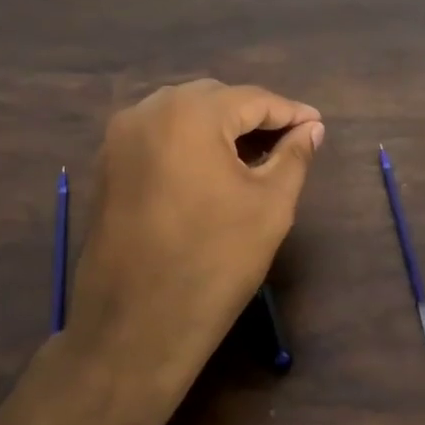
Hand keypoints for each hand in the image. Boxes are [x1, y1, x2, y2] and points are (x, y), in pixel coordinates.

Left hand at [66, 80, 323, 397]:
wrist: (135, 326)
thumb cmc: (214, 261)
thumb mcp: (270, 206)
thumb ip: (294, 157)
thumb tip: (311, 129)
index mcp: (189, 114)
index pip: (252, 99)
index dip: (290, 112)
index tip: (317, 125)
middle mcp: (147, 112)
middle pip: (213, 99)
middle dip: (253, 116)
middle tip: (288, 141)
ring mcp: (119, 139)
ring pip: (181, 114)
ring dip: (219, 127)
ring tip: (254, 155)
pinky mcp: (107, 166)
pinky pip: (157, 136)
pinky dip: (188, 142)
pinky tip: (212, 170)